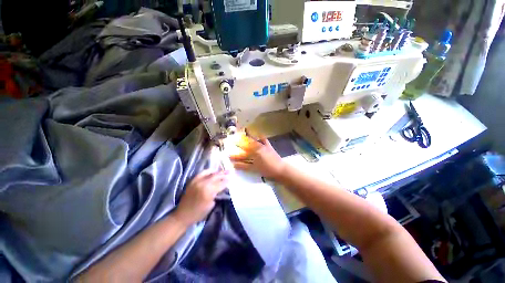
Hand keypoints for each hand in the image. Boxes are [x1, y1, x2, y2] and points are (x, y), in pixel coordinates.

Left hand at [173, 170, 228, 226]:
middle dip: (224, 174)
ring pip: (210, 173)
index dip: (227, 181)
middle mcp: (203, 184)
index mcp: (208, 191)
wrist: (183, 215)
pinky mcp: (192, 181)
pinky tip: (212, 171)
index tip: (232, 178)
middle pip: (216, 176)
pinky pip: (202, 173)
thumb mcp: (211, 204)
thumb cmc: (199, 213)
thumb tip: (221, 187)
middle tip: (230, 172)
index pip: (221, 183)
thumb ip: (217, 194)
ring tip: (222, 171)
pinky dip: (208, 171)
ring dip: (217, 171)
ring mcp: (197, 181)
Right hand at [230, 135, 285, 179]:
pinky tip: (259, 134)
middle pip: (246, 146)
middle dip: (239, 143)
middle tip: (233, 140)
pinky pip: (264, 140)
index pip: (242, 154)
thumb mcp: (254, 169)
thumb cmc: (267, 170)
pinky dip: (261, 137)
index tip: (229, 154)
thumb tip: (234, 164)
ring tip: (243, 133)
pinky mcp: (268, 147)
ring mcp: (263, 146)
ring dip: (248, 138)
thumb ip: (244, 166)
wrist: (280, 169)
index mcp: (253, 154)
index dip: (235, 155)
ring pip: (254, 141)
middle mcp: (257, 148)